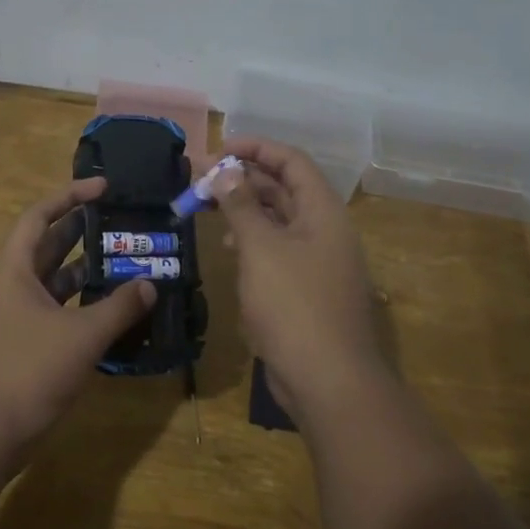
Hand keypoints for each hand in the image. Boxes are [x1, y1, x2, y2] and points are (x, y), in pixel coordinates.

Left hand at [0, 176, 155, 467]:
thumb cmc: (27, 371)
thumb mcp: (82, 336)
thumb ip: (119, 307)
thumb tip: (149, 284)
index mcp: (13, 270)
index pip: (39, 216)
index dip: (70, 195)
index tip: (103, 187)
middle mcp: (9, 286)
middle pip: (46, 245)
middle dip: (81, 230)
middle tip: (120, 222)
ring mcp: (12, 317)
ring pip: (52, 281)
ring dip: (83, 270)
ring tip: (122, 261)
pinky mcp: (20, 345)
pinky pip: (53, 311)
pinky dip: (79, 305)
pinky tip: (108, 311)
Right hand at [216, 137, 382, 420]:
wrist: (328, 380)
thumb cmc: (293, 305)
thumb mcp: (261, 248)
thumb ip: (241, 206)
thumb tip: (226, 171)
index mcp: (322, 212)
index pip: (291, 161)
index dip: (256, 148)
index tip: (218, 149)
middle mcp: (323, 230)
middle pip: (283, 189)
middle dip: (243, 179)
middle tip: (201, 180)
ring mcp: (317, 261)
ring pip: (278, 221)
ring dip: (244, 210)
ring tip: (208, 210)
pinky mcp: (305, 289)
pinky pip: (277, 251)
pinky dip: (252, 243)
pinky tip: (229, 250)